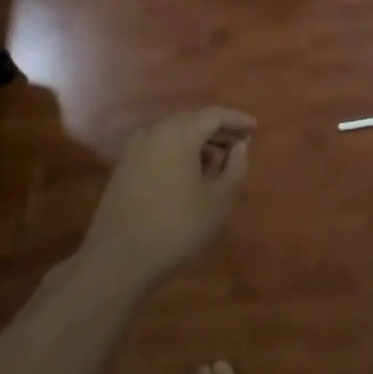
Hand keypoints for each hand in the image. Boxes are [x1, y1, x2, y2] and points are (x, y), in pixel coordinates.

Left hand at [81, 107, 254, 291]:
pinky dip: (178, 151)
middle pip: (192, 120)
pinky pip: (158, 147)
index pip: (214, 114)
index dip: (237, 119)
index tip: (254, 128)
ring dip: (197, 140)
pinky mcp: (123, 167)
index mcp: (179, 133)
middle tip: (238, 144)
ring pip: (173, 133)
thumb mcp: (218, 200)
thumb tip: (239, 145)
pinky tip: (188, 173)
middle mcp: (154, 131)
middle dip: (217, 129)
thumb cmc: (176, 227)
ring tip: (216, 161)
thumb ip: (235, 167)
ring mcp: (134, 149)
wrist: (118, 259)